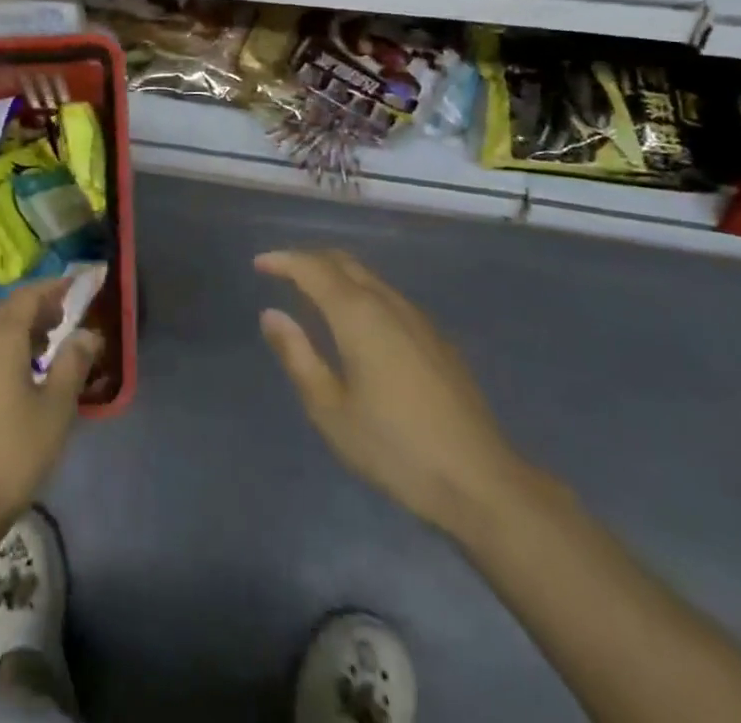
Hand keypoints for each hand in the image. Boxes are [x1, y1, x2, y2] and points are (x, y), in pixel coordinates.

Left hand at [0, 277, 101, 532]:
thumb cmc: (13, 452)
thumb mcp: (56, 408)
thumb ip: (73, 363)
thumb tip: (87, 333)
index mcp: (0, 339)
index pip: (27, 296)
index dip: (52, 288)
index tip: (76, 287)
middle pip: (8, 311)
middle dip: (37, 306)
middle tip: (65, 315)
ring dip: (21, 329)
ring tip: (48, 345)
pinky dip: (7, 349)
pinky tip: (22, 375)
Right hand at [256, 249, 530, 535]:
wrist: (481, 482)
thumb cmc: (394, 448)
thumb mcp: (330, 410)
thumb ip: (297, 356)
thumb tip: (271, 315)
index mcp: (357, 315)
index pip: (312, 268)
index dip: (283, 261)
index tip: (259, 265)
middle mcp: (388, 303)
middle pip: (343, 262)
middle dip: (309, 259)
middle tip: (281, 272)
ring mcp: (418, 319)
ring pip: (369, 277)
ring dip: (336, 274)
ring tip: (312, 294)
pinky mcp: (437, 339)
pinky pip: (388, 296)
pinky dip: (360, 292)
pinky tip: (356, 322)